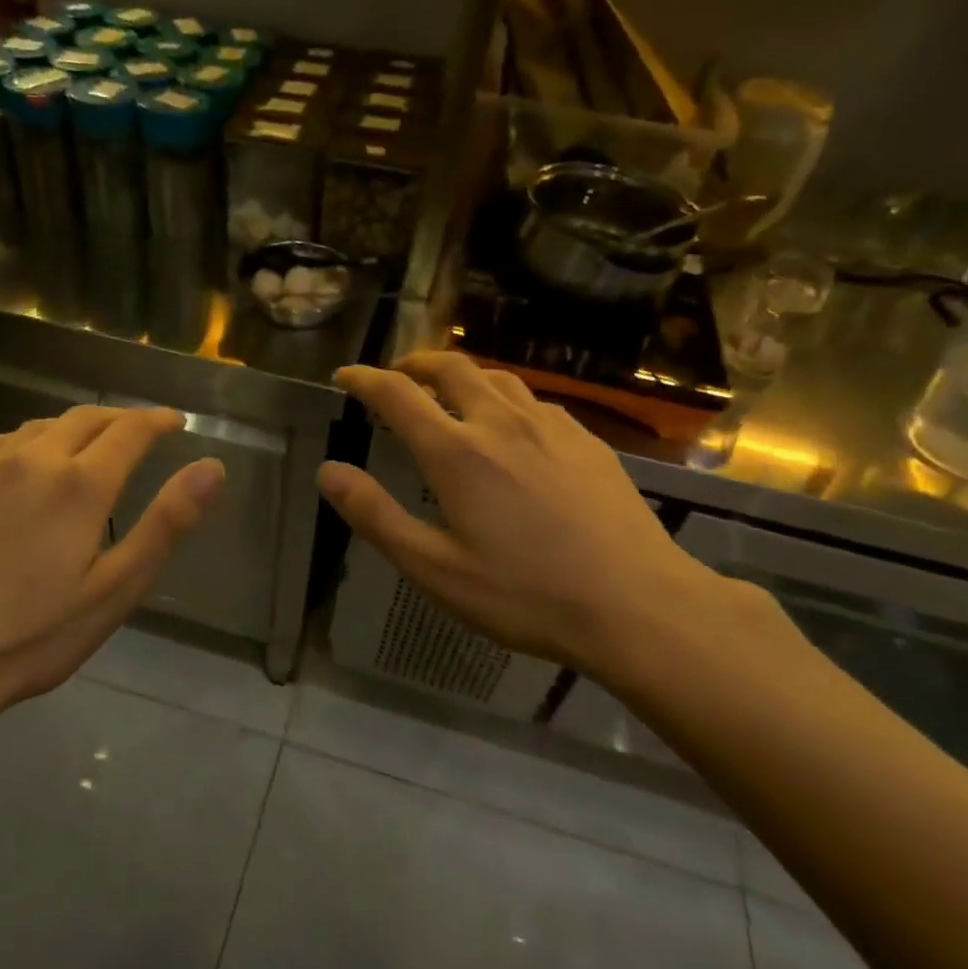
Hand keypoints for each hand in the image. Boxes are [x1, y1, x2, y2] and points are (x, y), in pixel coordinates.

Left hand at [0, 405, 223, 745]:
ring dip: (74, 427)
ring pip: (40, 425)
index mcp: (80, 484)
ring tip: (88, 443)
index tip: (175, 421)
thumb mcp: (116, 589)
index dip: (157, 420)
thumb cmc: (32, 636)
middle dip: (120, 418)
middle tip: (139, 431)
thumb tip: (212, 467)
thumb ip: (167, 522)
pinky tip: (25, 459)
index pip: (130, 429)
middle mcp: (33, 459)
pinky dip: (26, 441)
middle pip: (85, 417)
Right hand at [319, 353, 755, 692]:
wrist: (639, 605)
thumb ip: (376, 516)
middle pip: (450, 367)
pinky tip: (512, 425)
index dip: (364, 379)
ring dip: (461, 374)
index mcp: (457, 452)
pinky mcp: (587, 440)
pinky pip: (534, 400)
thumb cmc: (527, 595)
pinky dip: (504, 397)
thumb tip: (328, 471)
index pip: (396, 394)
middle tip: (396, 375)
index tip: (345, 376)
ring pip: (496, 376)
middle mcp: (501, 422)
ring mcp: (551, 426)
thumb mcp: (435, 569)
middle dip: (414, 363)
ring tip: (448, 390)